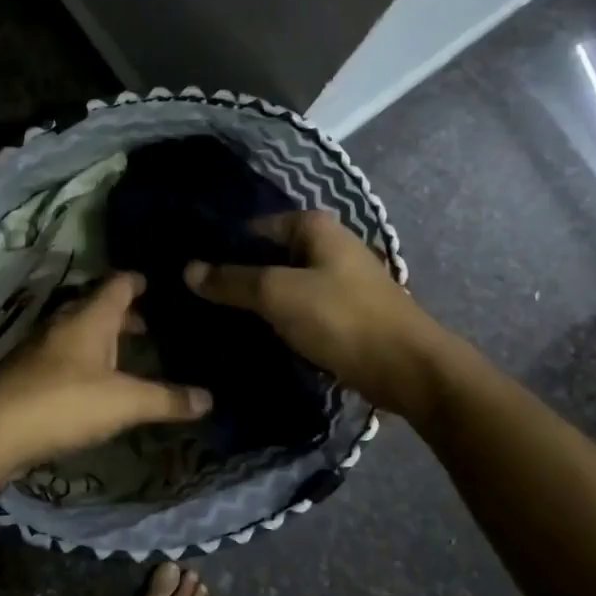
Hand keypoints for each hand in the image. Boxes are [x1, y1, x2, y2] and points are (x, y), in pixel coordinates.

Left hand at [0, 272, 211, 468]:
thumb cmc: (64, 402)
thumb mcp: (125, 402)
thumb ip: (167, 399)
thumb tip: (209, 400)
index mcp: (90, 318)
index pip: (118, 284)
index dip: (138, 281)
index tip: (157, 282)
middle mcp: (65, 325)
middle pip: (98, 309)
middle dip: (126, 316)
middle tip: (155, 326)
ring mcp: (42, 351)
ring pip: (80, 335)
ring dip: (105, 341)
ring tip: (132, 356)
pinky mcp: (29, 377)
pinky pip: (66, 360)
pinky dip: (87, 365)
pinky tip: (99, 387)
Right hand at [183, 211, 443, 416]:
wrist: (407, 368)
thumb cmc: (342, 318)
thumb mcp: (279, 294)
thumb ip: (233, 280)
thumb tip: (188, 270)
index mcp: (316, 227)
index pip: (255, 227)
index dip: (223, 247)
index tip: (190, 270)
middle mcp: (329, 245)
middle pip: (269, 256)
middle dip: (237, 275)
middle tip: (195, 297)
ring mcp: (339, 280)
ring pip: (284, 284)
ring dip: (256, 301)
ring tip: (215, 317)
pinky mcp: (344, 313)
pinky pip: (300, 309)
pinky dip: (278, 319)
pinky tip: (251, 334)